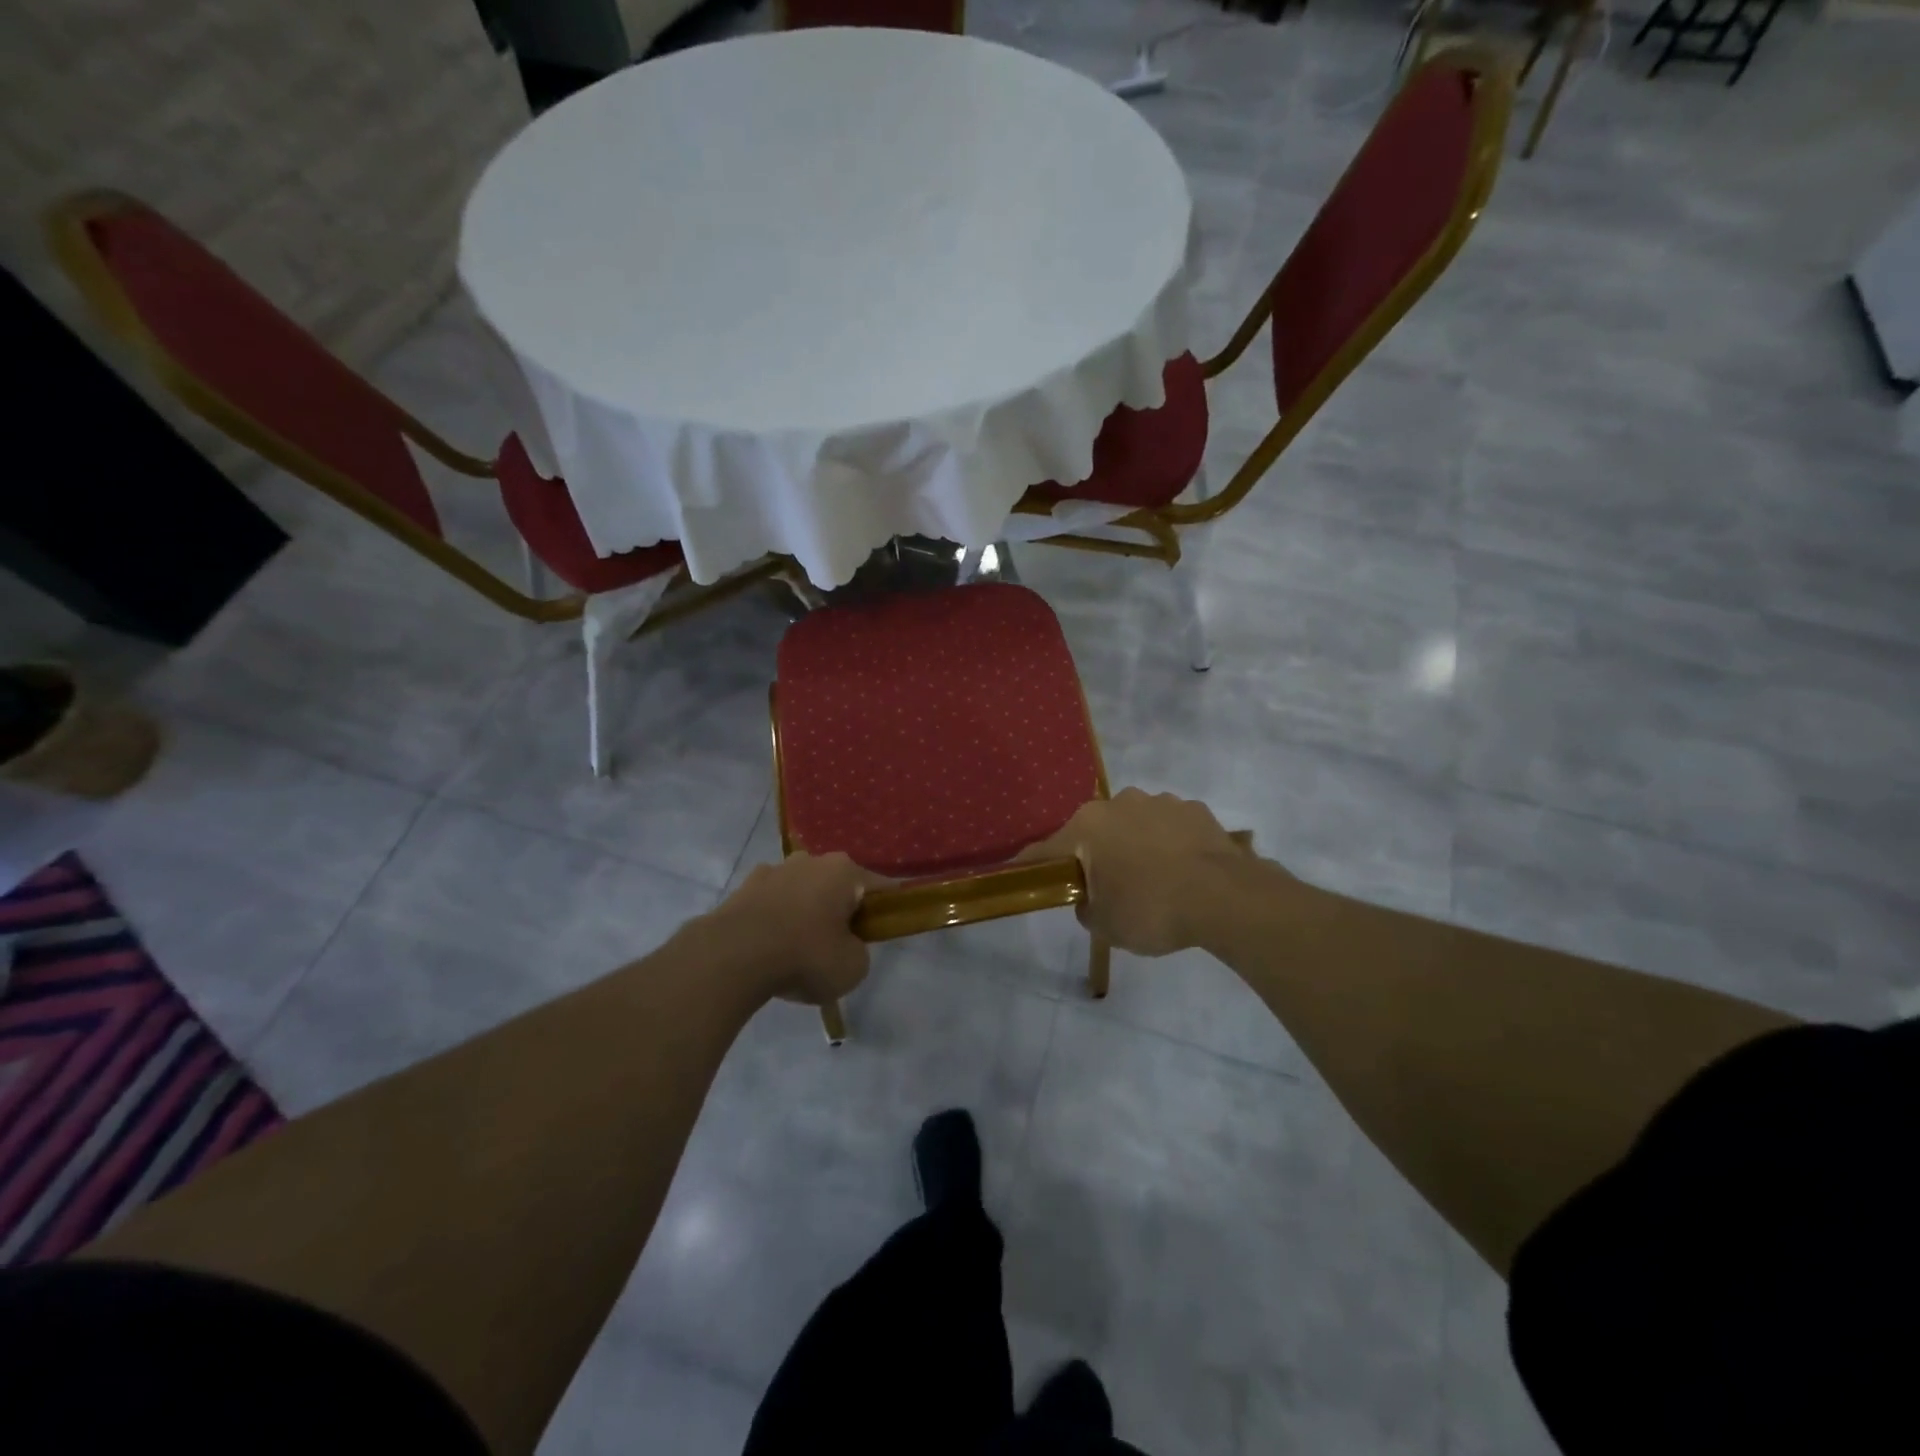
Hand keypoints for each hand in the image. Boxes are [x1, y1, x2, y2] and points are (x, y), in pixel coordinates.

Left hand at [704, 852, 888, 1005]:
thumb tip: (845, 945)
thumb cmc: (805, 955)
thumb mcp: (853, 967)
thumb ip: (859, 951)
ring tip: (798, 950)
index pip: (878, 887)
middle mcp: (811, 860)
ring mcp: (774, 870)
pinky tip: (770, 948)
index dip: (884, 910)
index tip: (881, 932)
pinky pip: (772, 903)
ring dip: (805, 912)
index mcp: (844, 871)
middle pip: (836, 886)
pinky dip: (775, 920)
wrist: (733, 956)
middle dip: (839, 909)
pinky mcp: (743, 887)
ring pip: (802, 891)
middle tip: (838, 945)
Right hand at [1021, 789, 1257, 956]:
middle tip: (1105, 887)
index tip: (1019, 872)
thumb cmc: (1151, 909)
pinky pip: (1170, 828)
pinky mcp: (1195, 810)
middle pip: (1095, 831)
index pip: (1047, 849)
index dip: (1032, 865)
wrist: (1225, 898)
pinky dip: (1169, 844)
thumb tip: (1090, 899)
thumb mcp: (1105, 925)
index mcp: (1088, 826)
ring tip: (1152, 880)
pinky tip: (1181, 872)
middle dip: (1095, 854)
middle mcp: (1119, 803)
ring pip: (1135, 824)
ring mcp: (1160, 802)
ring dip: (1134, 845)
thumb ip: (1087, 909)